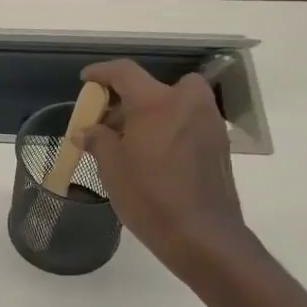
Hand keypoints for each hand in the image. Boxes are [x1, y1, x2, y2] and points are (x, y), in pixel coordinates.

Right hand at [79, 59, 255, 287]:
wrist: (201, 234)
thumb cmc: (149, 196)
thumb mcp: (112, 168)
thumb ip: (98, 140)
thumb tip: (87, 130)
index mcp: (156, 102)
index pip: (125, 72)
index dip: (102, 73)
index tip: (87, 80)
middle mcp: (187, 102)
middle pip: (155, 86)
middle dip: (130, 100)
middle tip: (110, 124)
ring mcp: (208, 122)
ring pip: (176, 103)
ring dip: (153, 113)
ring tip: (132, 143)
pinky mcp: (219, 143)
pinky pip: (189, 122)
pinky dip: (170, 128)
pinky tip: (156, 157)